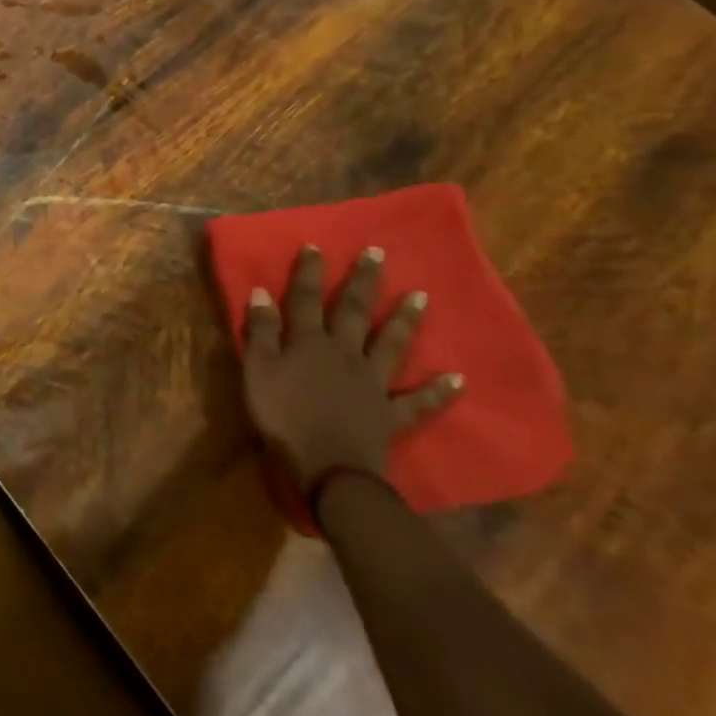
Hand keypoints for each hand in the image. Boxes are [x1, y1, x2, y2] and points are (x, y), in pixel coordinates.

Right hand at [242, 246, 462, 489]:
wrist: (329, 469)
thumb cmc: (284, 418)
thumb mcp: (257, 371)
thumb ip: (260, 331)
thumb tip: (262, 293)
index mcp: (308, 342)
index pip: (306, 299)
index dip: (309, 273)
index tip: (316, 246)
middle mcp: (344, 353)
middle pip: (354, 311)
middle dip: (364, 281)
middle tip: (378, 253)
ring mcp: (372, 383)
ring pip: (390, 345)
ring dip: (405, 320)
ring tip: (421, 296)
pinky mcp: (391, 414)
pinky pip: (418, 401)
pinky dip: (439, 391)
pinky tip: (458, 379)